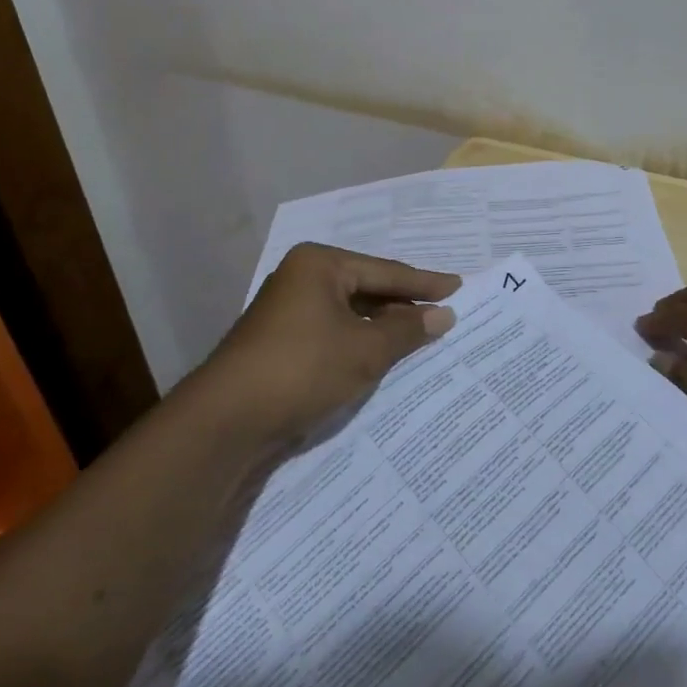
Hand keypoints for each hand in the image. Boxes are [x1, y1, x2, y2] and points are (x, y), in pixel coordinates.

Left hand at [203, 244, 459, 446]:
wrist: (226, 422)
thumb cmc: (303, 368)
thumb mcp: (365, 349)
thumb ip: (407, 329)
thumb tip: (444, 315)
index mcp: (319, 264)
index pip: (385, 271)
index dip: (425, 283)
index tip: (459, 287)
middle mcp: (302, 279)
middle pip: (367, 288)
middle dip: (404, 305)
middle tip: (444, 312)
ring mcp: (288, 312)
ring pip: (351, 314)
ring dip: (383, 327)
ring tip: (422, 335)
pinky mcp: (282, 343)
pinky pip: (335, 333)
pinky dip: (361, 343)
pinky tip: (384, 356)